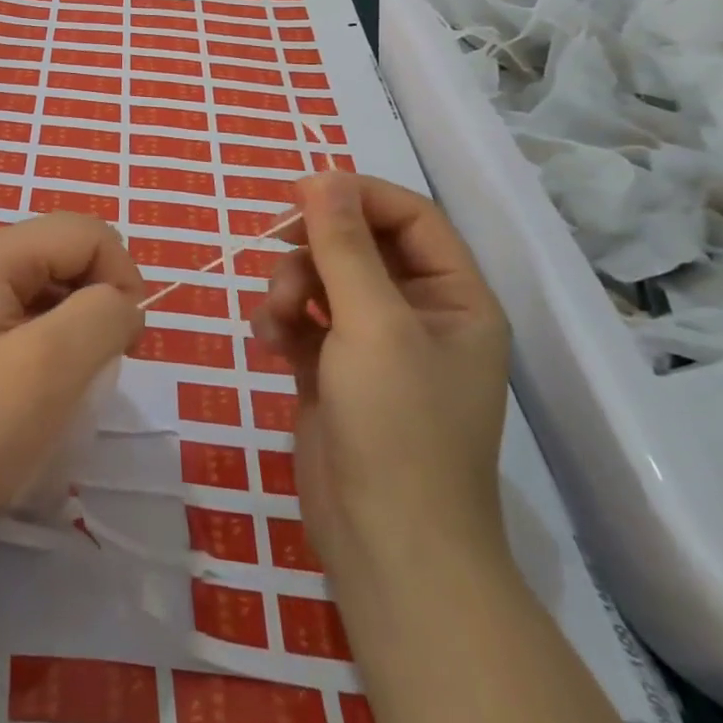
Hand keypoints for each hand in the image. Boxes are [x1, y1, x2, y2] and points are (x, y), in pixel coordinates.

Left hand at [0, 213, 146, 539]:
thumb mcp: (48, 368)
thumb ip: (102, 316)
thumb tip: (124, 304)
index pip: (86, 234)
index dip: (122, 277)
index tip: (129, 343)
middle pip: (66, 254)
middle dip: (99, 300)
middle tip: (102, 365)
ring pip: (50, 286)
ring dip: (78, 325)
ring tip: (73, 380)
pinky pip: (27, 314)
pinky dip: (52, 341)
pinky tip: (45, 386)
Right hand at [252, 173, 511, 636]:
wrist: (386, 545)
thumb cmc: (397, 426)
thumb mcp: (372, 324)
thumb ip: (343, 245)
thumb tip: (321, 177)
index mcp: (453, 297)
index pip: (409, 216)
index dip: (356, 196)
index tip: (300, 194)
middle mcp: (417, 313)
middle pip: (358, 243)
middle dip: (314, 248)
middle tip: (278, 252)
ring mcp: (374, 343)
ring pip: (322, 277)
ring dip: (289, 285)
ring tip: (274, 317)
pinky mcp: (336, 369)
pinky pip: (303, 317)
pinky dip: (281, 321)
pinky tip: (269, 343)